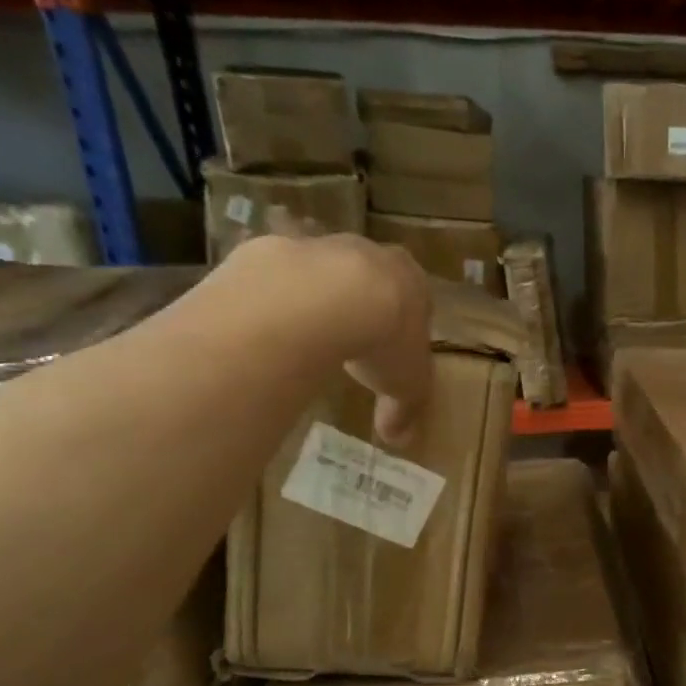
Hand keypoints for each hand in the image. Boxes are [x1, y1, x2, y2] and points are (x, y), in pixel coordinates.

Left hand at [232, 226, 432, 447]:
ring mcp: (318, 245)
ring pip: (320, 272)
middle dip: (362, 305)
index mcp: (411, 281)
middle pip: (369, 277)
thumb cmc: (383, 339)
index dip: (405, 324)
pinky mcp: (270, 249)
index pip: (415, 298)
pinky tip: (271, 328)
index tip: (394, 348)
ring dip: (316, 299)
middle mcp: (369, 253)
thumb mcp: (406, 386)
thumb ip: (403, 410)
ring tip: (307, 338)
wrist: (321, 300)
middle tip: (352, 342)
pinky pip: (275, 277)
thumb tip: (399, 440)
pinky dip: (274, 299)